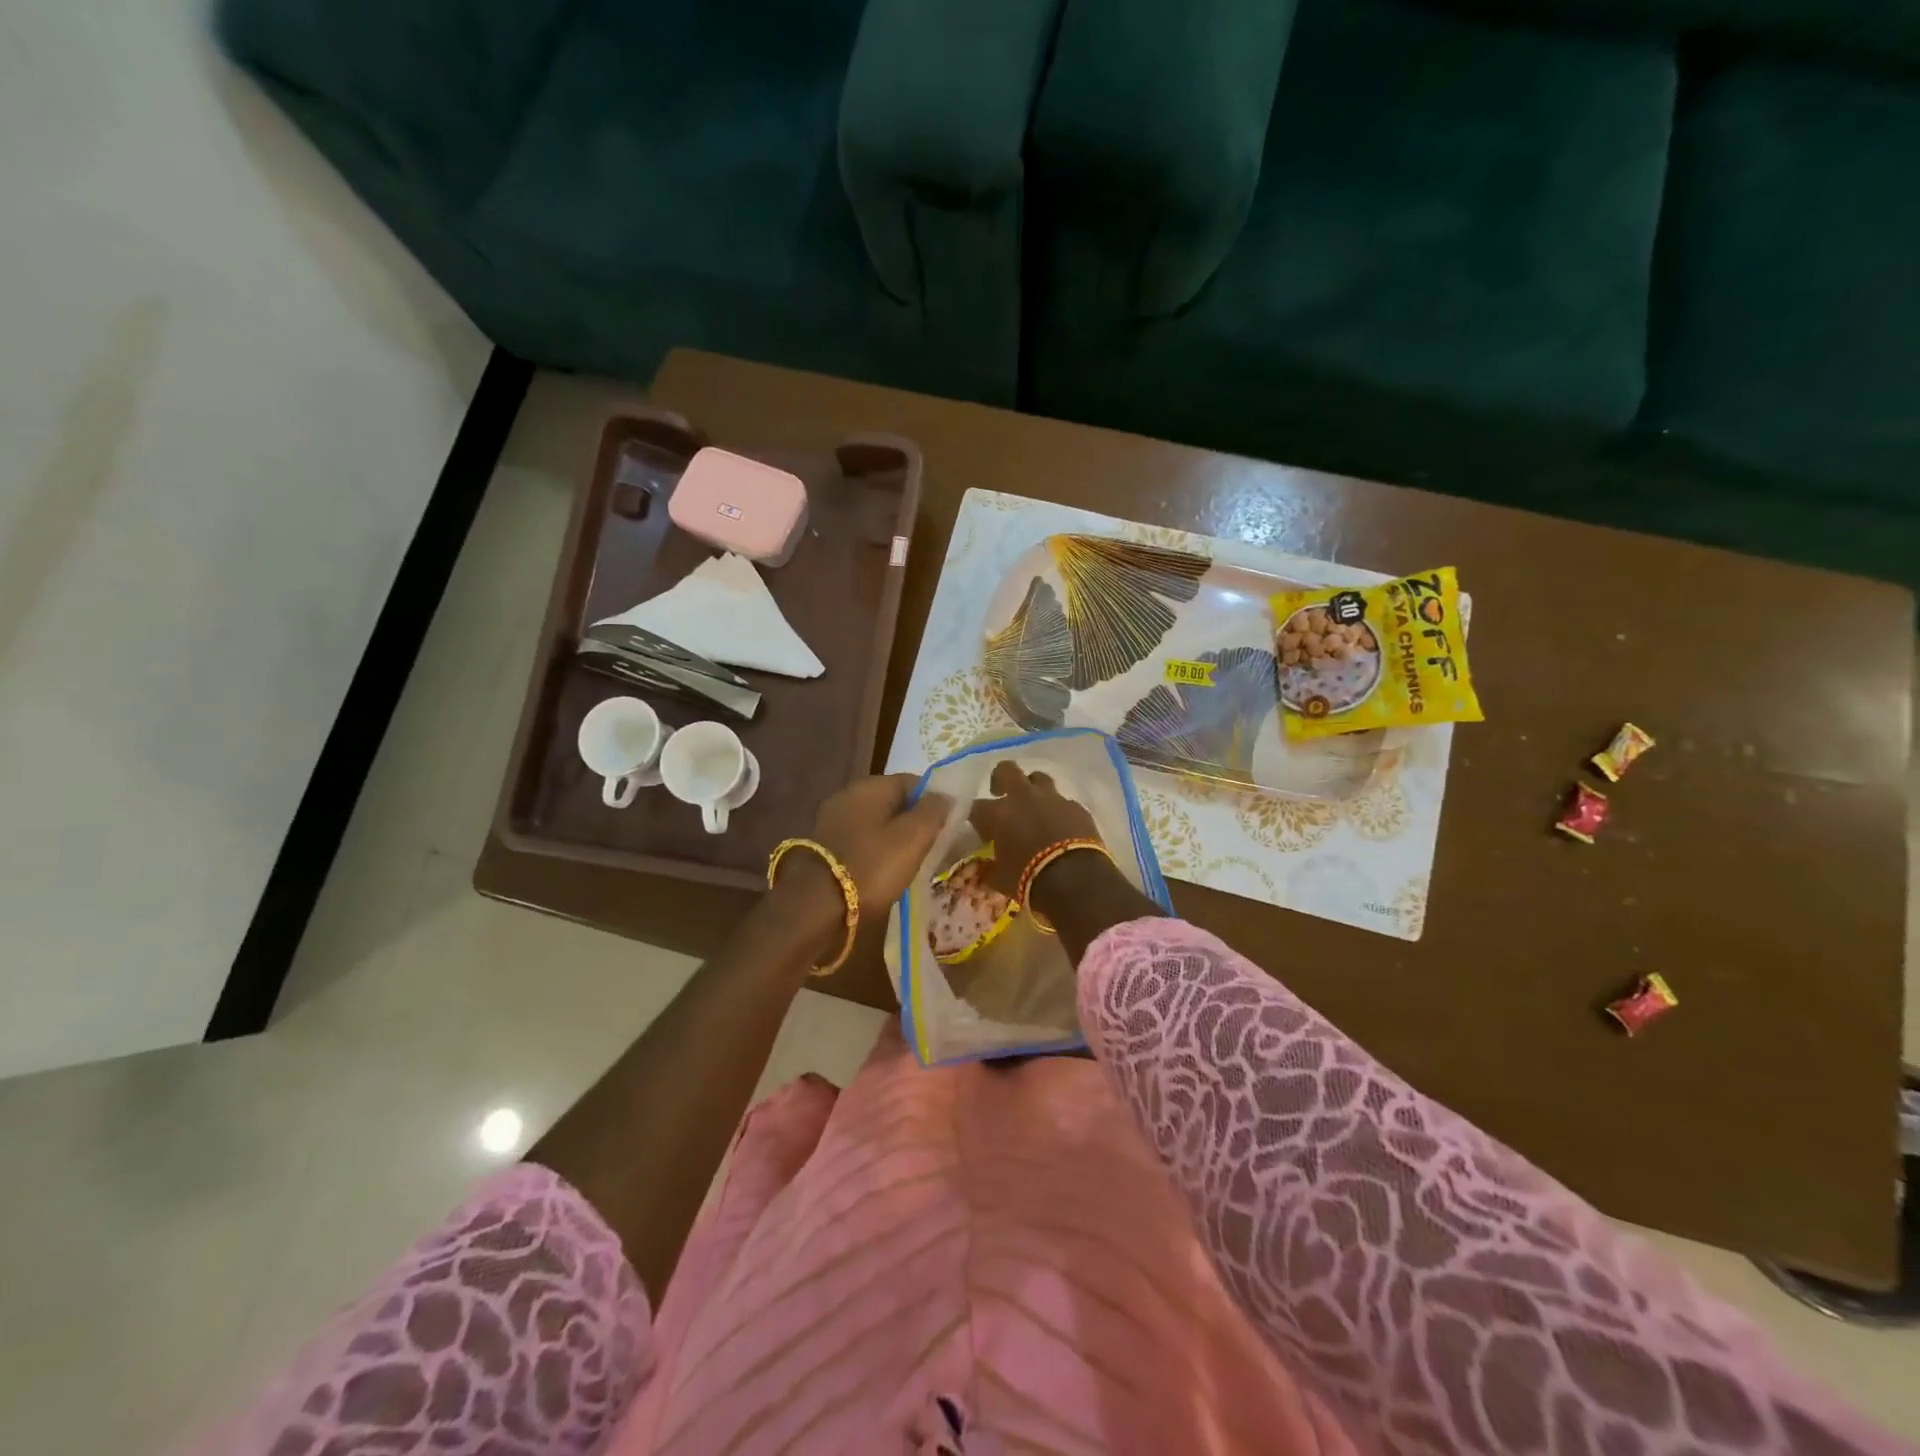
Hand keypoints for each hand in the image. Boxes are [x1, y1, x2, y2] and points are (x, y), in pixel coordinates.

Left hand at [800, 773, 952, 914]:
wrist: (816, 908)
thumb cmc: (872, 867)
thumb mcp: (914, 837)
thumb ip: (934, 811)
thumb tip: (944, 796)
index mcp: (869, 786)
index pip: (913, 781)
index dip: (934, 801)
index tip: (948, 826)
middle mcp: (847, 795)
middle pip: (893, 802)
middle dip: (915, 821)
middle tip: (933, 847)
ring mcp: (832, 821)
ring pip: (876, 823)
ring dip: (895, 839)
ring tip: (913, 863)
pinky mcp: (824, 847)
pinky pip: (861, 841)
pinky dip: (876, 852)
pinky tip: (886, 872)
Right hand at [967, 761, 1101, 899]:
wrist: (1076, 880)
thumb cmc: (1029, 880)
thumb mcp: (1001, 880)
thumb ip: (989, 870)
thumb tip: (984, 869)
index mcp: (997, 814)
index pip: (975, 806)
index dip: (976, 816)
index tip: (980, 828)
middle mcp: (1022, 797)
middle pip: (1006, 770)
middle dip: (1001, 779)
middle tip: (1002, 794)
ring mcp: (1052, 799)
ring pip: (1039, 778)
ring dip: (1033, 789)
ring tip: (1034, 807)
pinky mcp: (1077, 807)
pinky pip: (1063, 802)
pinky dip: (1059, 811)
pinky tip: (1061, 825)